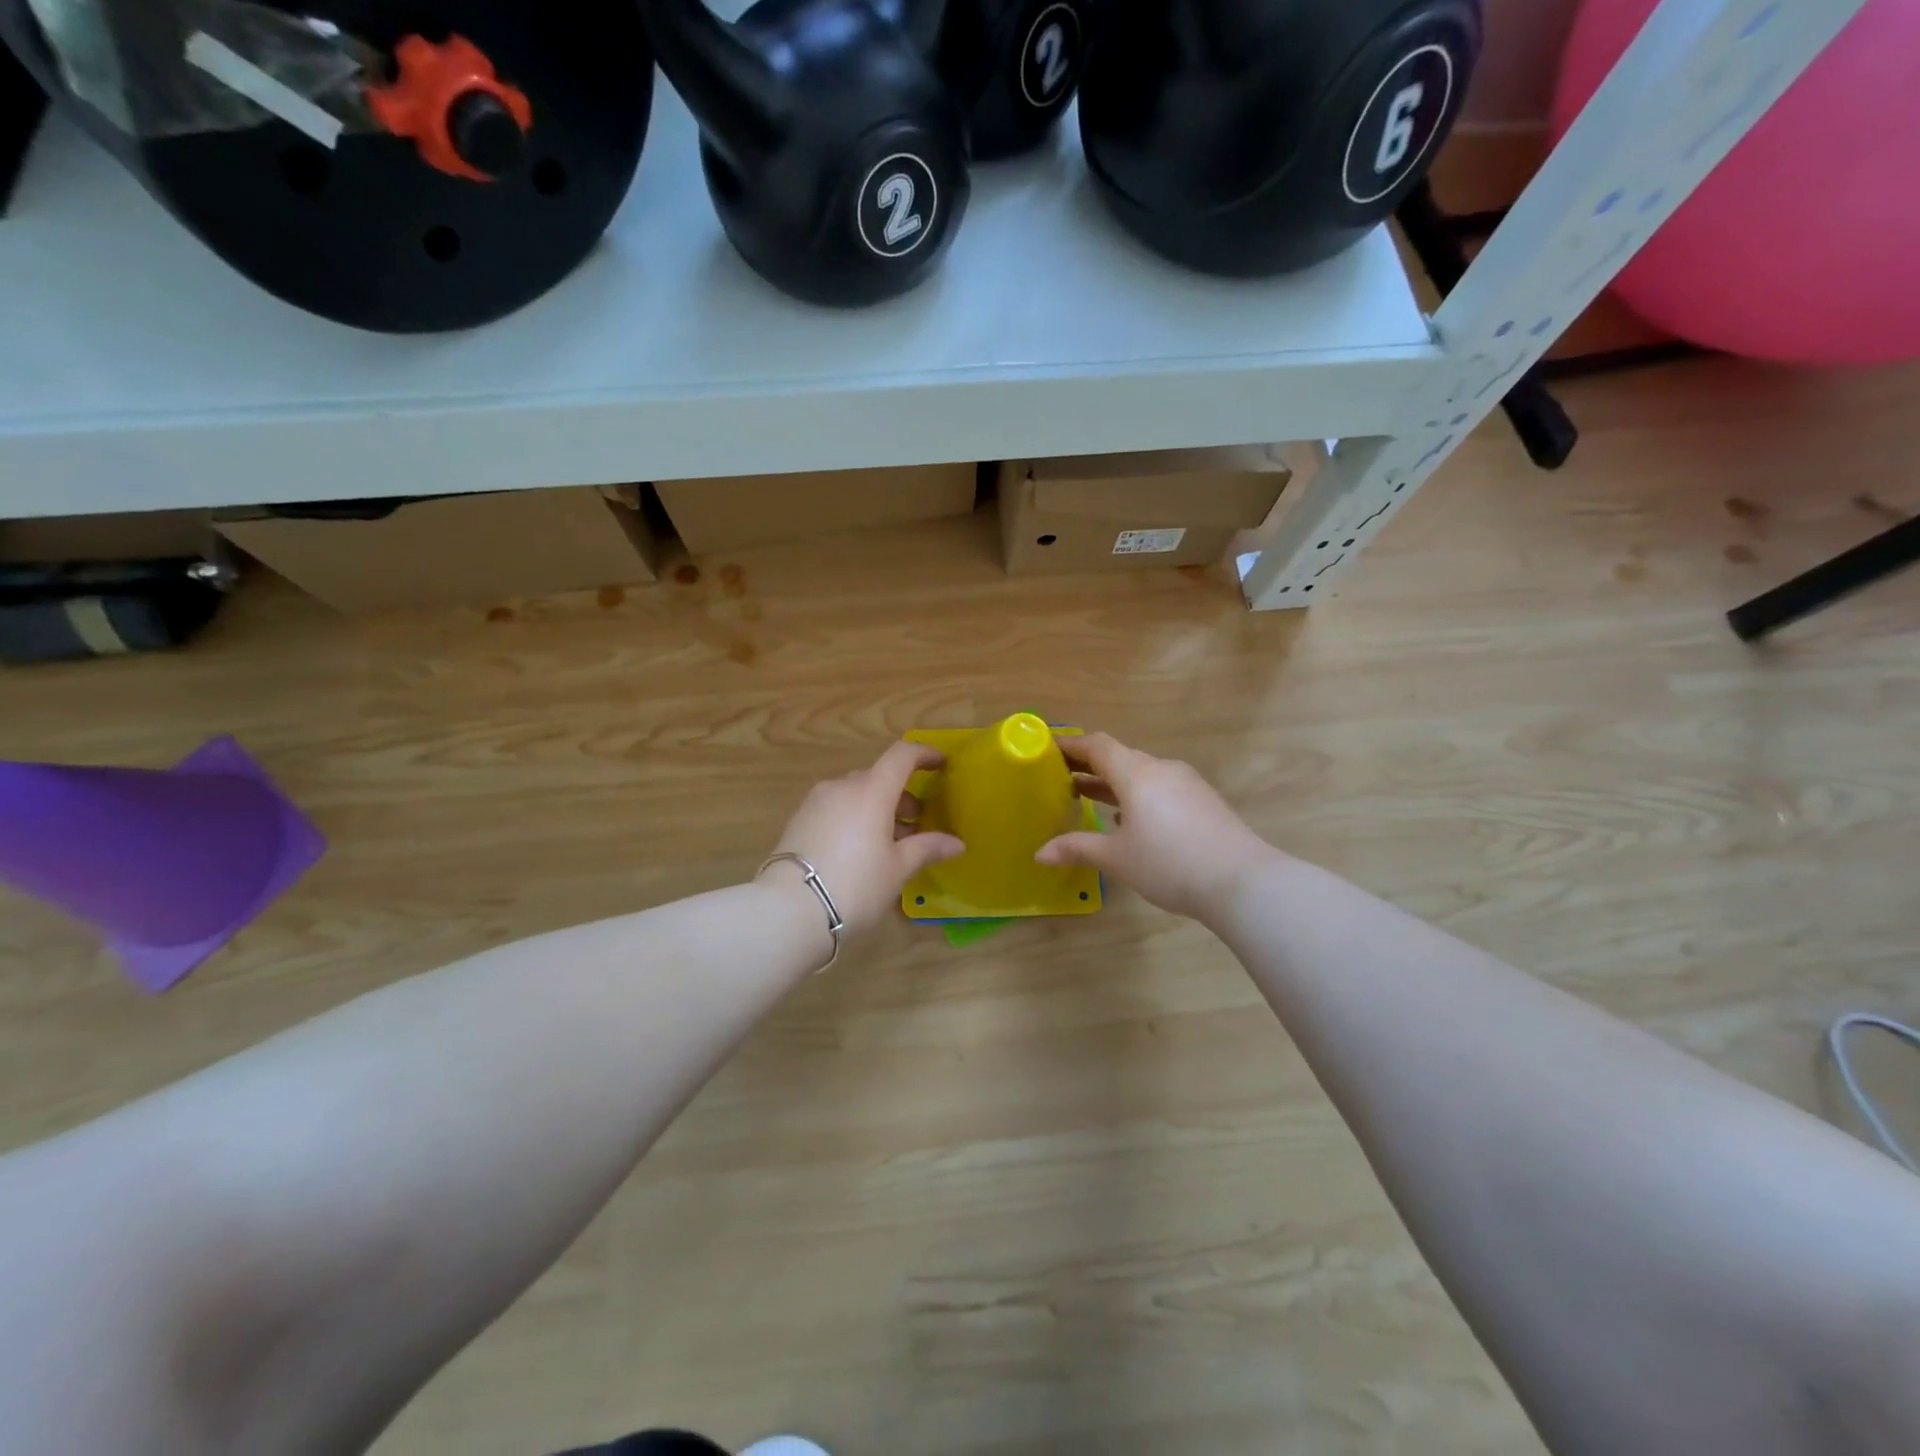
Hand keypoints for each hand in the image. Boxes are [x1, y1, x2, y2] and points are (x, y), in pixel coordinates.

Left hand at [762, 741, 964, 937]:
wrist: (789, 909)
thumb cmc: (855, 884)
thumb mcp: (897, 869)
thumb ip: (927, 848)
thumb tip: (957, 843)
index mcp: (871, 791)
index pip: (902, 756)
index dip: (924, 754)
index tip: (940, 764)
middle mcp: (842, 787)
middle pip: (878, 778)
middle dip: (901, 795)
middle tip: (916, 824)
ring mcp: (816, 802)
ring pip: (855, 794)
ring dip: (876, 809)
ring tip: (888, 844)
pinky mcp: (798, 820)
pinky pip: (835, 809)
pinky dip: (853, 818)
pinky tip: (858, 851)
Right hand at [1035, 733, 1282, 922]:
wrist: (1242, 881)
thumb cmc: (1169, 863)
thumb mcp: (1117, 858)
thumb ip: (1077, 848)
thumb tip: (1040, 853)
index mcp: (1136, 773)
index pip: (1097, 745)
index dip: (1071, 745)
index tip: (1048, 750)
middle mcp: (1161, 769)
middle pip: (1120, 757)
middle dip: (1089, 765)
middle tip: (1060, 777)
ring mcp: (1187, 784)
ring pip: (1142, 774)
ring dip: (1113, 783)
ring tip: (1087, 796)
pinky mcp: (1204, 802)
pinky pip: (1161, 789)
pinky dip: (1137, 796)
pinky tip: (1130, 821)